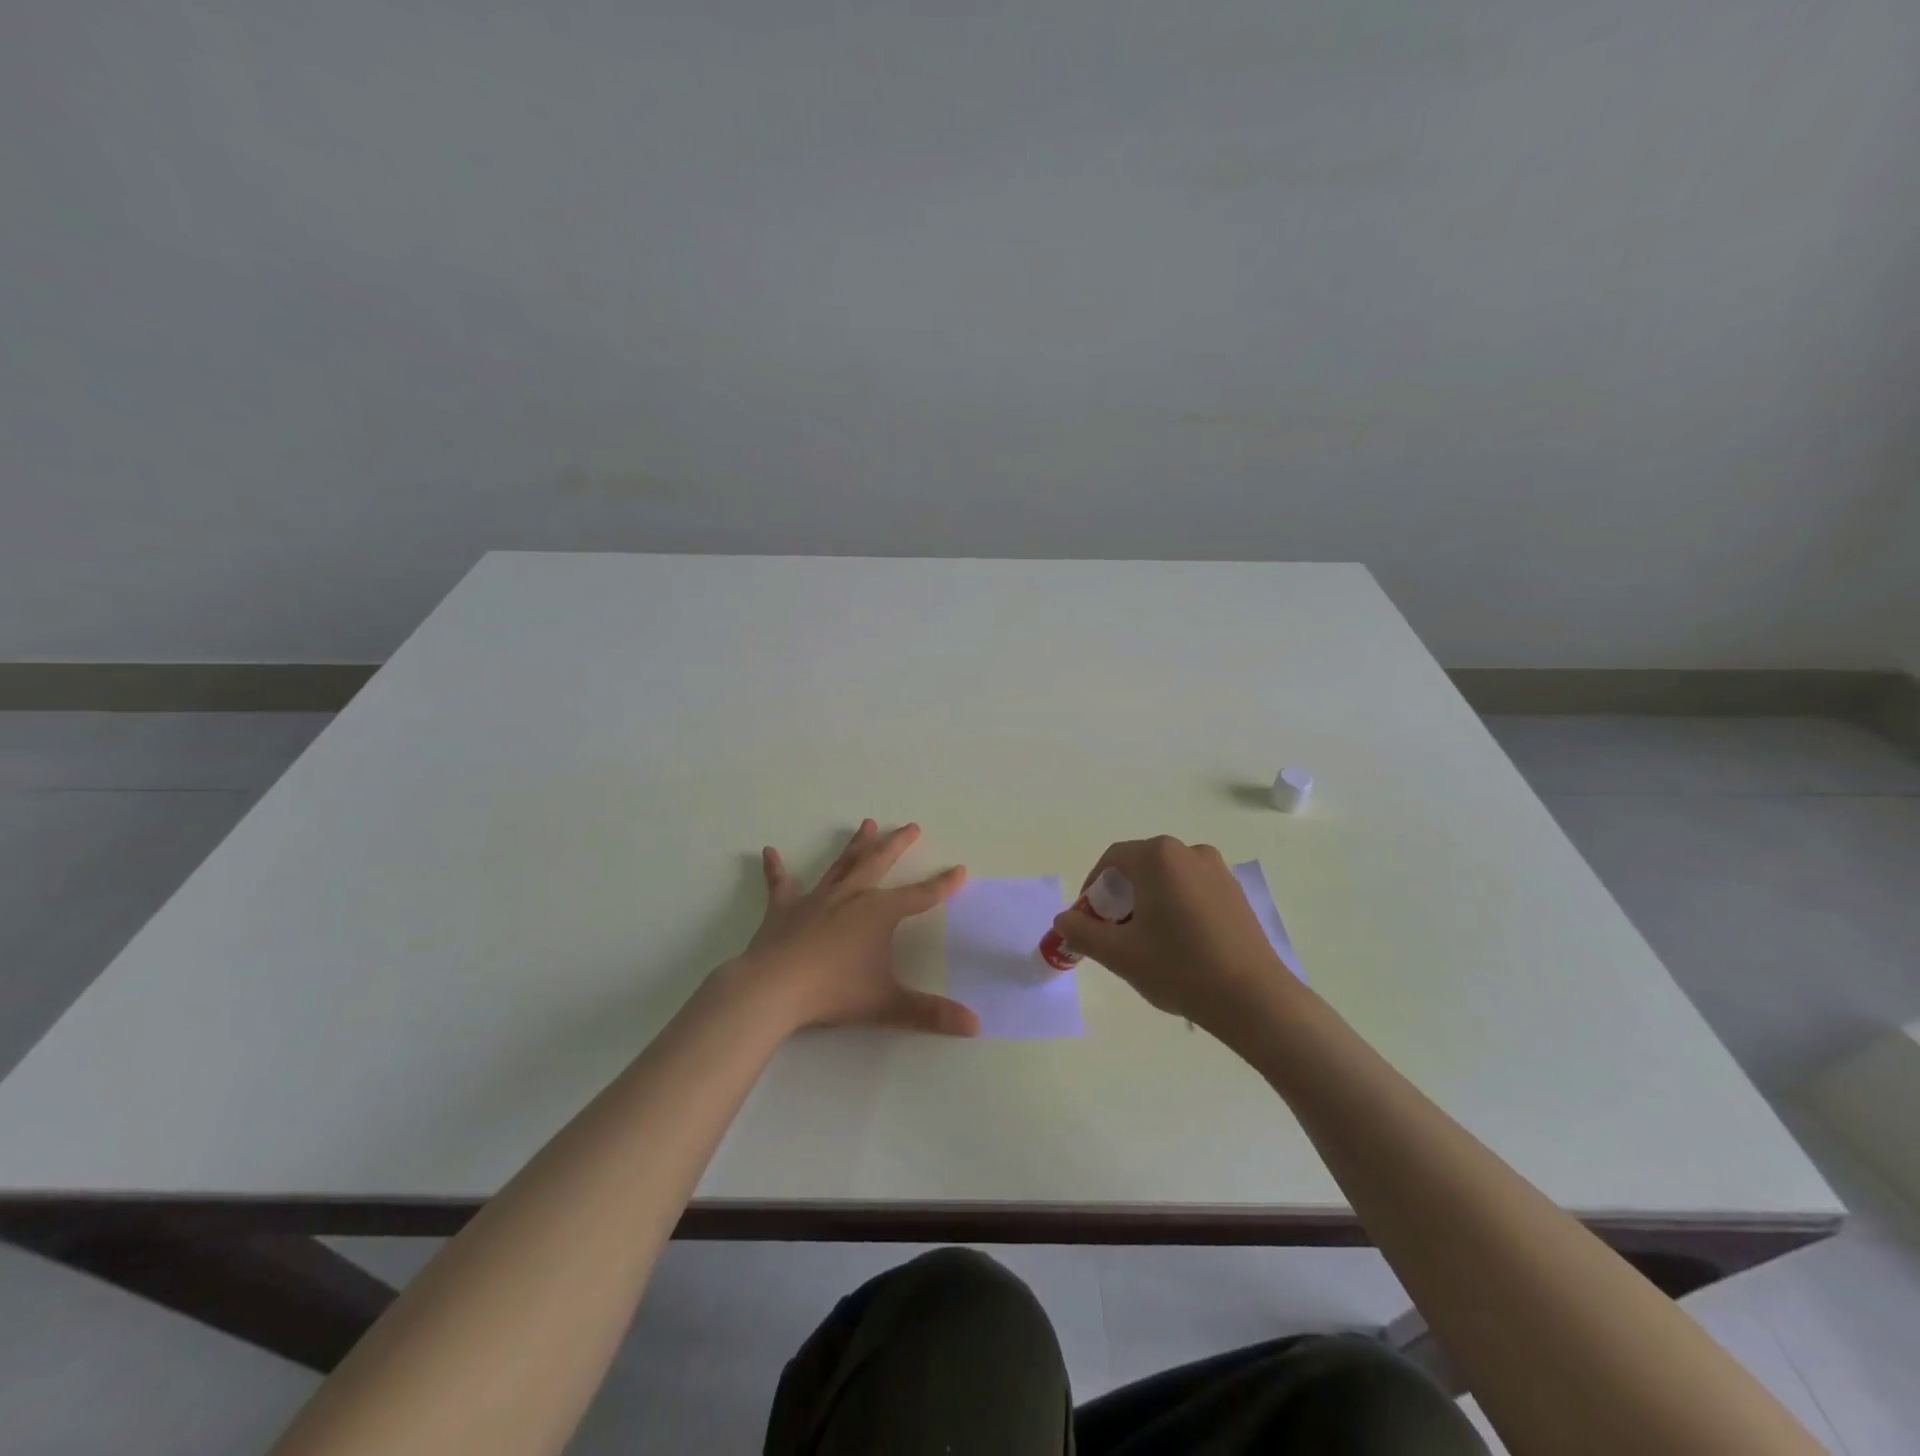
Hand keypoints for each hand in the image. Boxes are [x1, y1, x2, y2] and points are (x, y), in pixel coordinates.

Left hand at [731, 819, 978, 1037]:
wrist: (773, 989)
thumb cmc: (834, 992)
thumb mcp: (887, 1004)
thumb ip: (930, 1013)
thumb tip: (976, 1025)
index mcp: (878, 912)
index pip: (920, 896)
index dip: (942, 885)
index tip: (959, 869)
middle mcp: (851, 896)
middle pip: (879, 862)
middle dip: (898, 844)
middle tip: (911, 827)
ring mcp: (816, 898)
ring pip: (841, 865)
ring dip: (855, 845)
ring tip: (867, 824)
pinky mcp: (784, 909)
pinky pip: (781, 884)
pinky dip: (776, 868)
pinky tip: (769, 852)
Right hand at [1051, 836, 1293, 1031]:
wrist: (1254, 999)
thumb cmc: (1179, 968)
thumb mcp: (1119, 953)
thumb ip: (1082, 931)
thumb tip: (1063, 919)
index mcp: (1158, 857)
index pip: (1112, 859)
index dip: (1093, 888)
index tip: (1088, 920)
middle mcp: (1189, 852)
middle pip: (1140, 867)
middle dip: (1120, 897)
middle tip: (1114, 934)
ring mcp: (1217, 871)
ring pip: (1167, 879)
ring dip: (1148, 902)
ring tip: (1146, 942)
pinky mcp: (1236, 893)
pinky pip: (1193, 890)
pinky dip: (1176, 907)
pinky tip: (1179, 945)